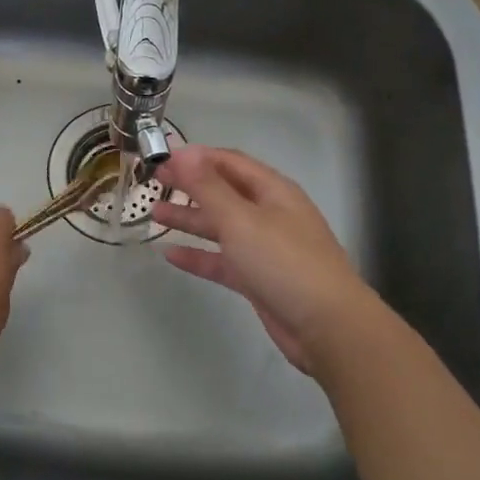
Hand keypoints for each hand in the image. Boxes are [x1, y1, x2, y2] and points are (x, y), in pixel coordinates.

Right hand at [152, 147, 381, 374]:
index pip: (229, 162)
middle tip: (153, 183)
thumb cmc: (283, 262)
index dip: (196, 157)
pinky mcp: (258, 278)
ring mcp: (264, 247)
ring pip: (221, 226)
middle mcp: (269, 213)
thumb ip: (207, 187)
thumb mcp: (241, 218)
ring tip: (154, 214)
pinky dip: (198, 255)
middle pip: (223, 192)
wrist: (326, 326)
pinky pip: (222, 260)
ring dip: (189, 219)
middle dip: (189, 185)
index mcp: (272, 191)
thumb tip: (181, 152)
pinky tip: (170, 255)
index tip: (161, 158)